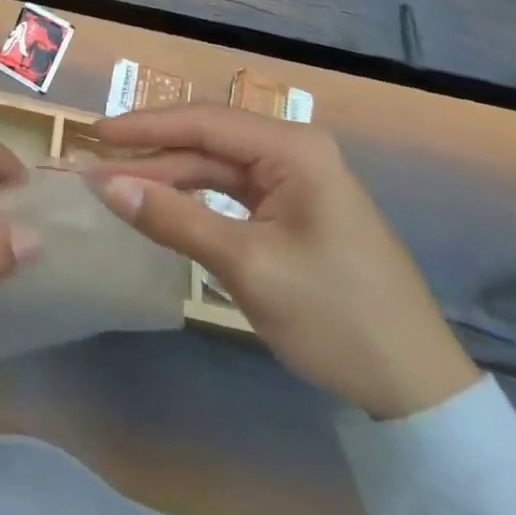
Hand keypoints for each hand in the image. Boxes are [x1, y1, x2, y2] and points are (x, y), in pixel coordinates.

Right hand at [92, 105, 478, 420]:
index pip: (204, 121)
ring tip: (119, 185)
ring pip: (217, 167)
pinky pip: (233, 193)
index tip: (96, 134)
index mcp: (293, 148)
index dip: (145, 126)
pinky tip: (163, 206)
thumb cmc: (335, 316)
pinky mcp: (295, 211)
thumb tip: (106, 185)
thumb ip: (173, 219)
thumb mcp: (247, 266)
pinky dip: (196, 200)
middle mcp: (294, 151)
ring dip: (170, 177)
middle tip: (98, 164)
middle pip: (208, 141)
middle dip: (153, 154)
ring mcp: (296, 181)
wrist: (419, 393)